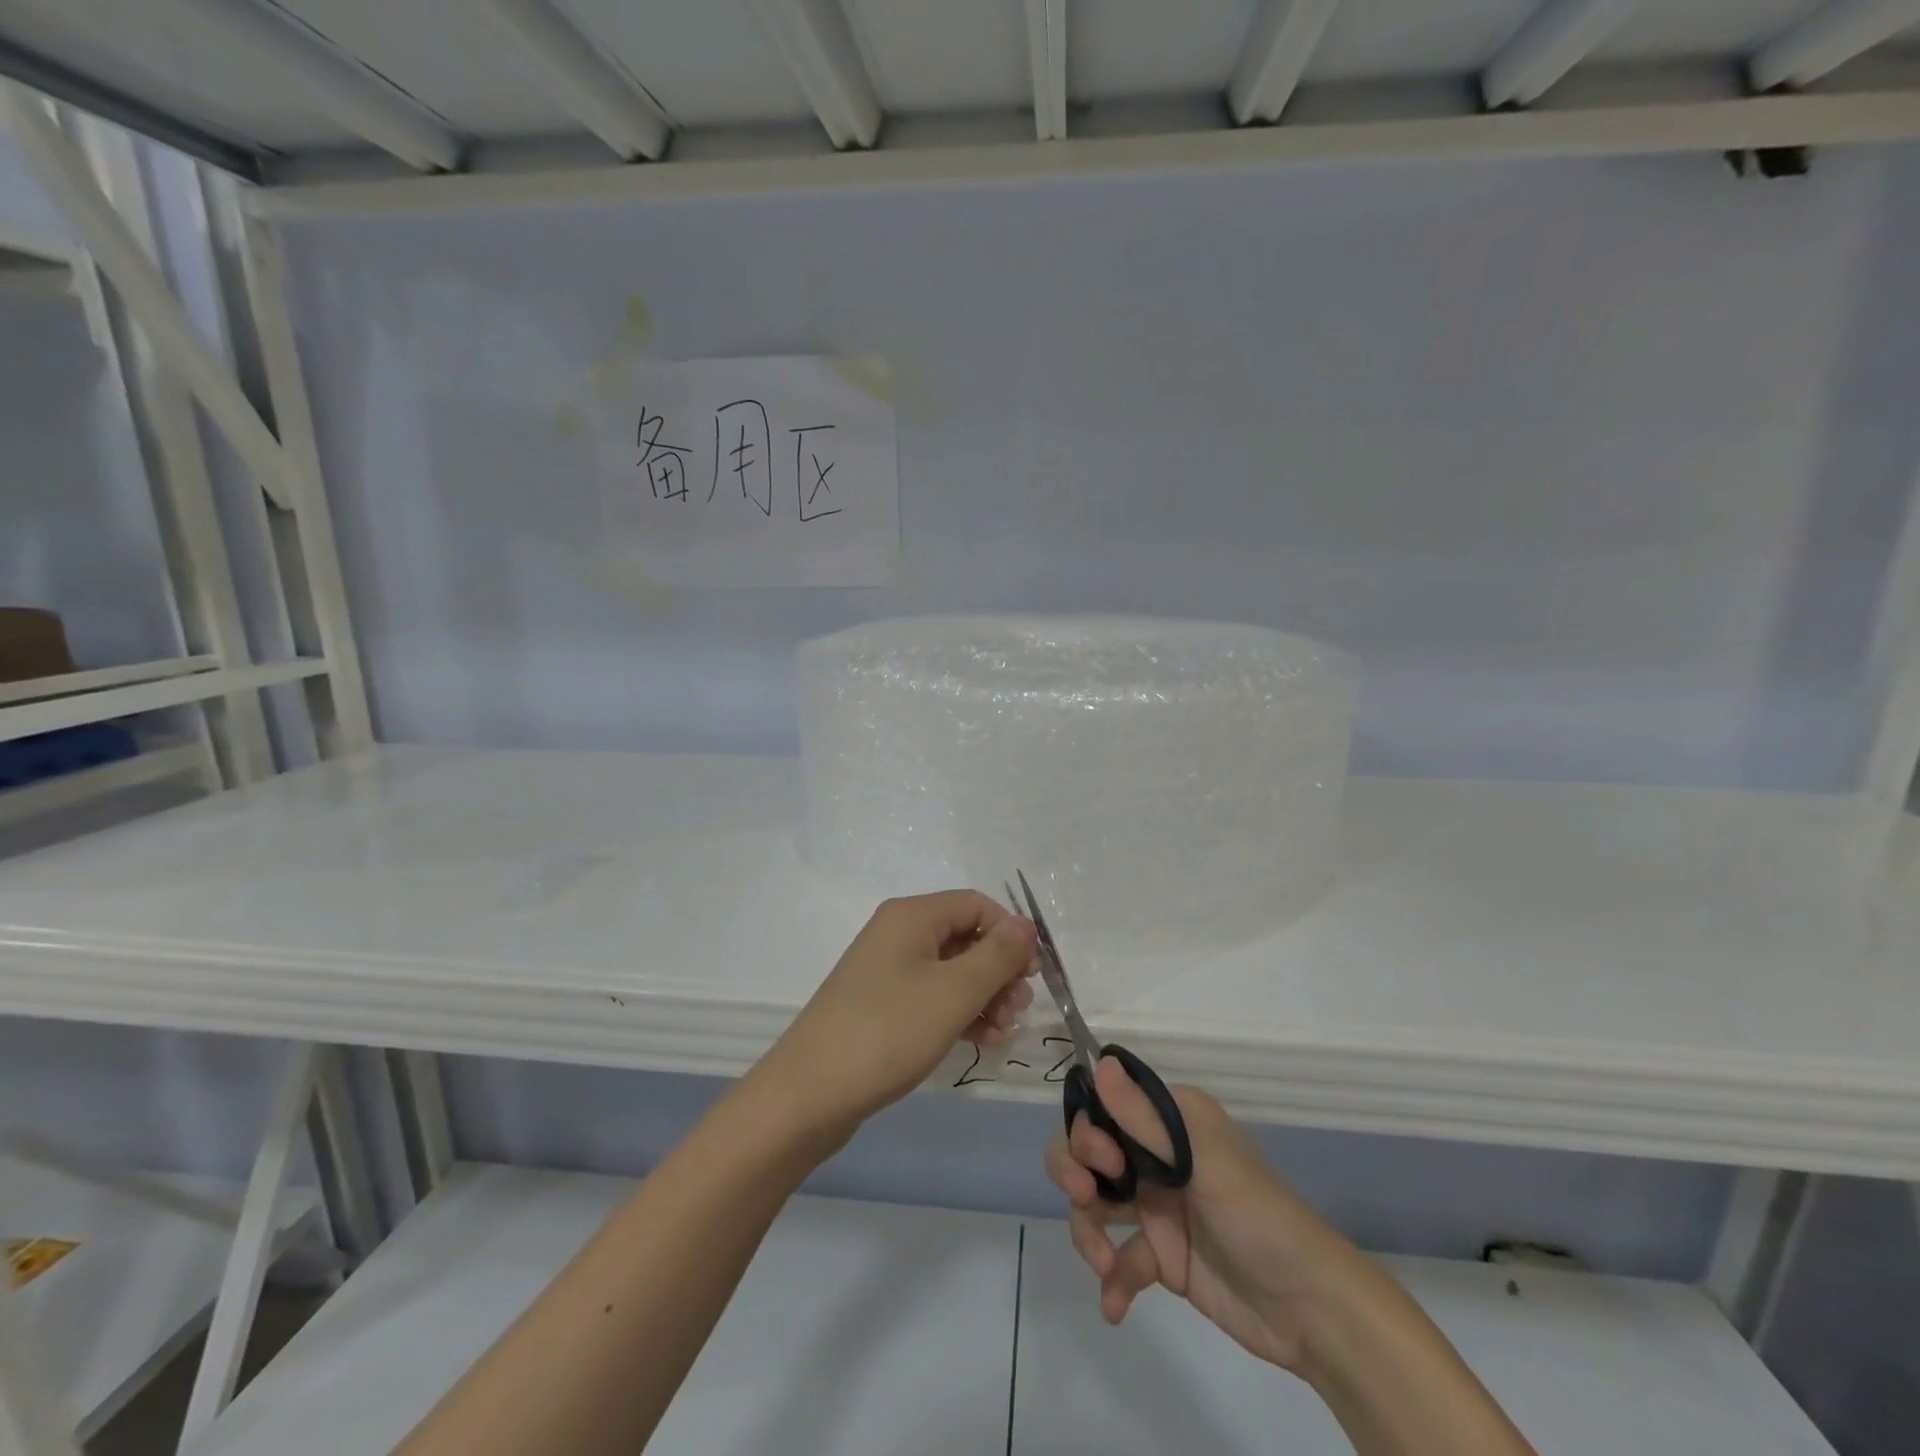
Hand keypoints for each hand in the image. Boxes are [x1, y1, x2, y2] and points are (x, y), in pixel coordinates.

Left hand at [757, 891, 1037, 1144]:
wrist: (809, 1094)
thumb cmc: (888, 1032)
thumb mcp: (954, 992)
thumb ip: (997, 955)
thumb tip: (1025, 925)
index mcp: (912, 916)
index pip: (976, 905)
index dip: (1010, 933)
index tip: (1033, 975)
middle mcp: (898, 933)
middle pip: (965, 937)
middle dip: (999, 971)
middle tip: (1018, 1009)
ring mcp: (887, 971)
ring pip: (951, 971)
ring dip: (984, 997)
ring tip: (1001, 1034)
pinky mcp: (881, 1005)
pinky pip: (932, 997)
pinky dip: (959, 1014)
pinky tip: (979, 1042)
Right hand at [1046, 1058, 1373, 1377]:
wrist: (1310, 1310)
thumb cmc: (1259, 1217)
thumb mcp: (1204, 1161)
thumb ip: (1147, 1119)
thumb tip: (1100, 1063)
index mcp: (1170, 1121)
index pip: (1107, 1105)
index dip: (1089, 1128)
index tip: (1105, 1160)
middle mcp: (1158, 1155)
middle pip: (1090, 1150)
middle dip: (1075, 1170)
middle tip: (1086, 1197)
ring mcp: (1157, 1206)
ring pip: (1095, 1202)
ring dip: (1086, 1229)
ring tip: (1102, 1263)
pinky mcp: (1162, 1256)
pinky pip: (1118, 1257)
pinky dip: (1112, 1280)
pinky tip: (1115, 1305)